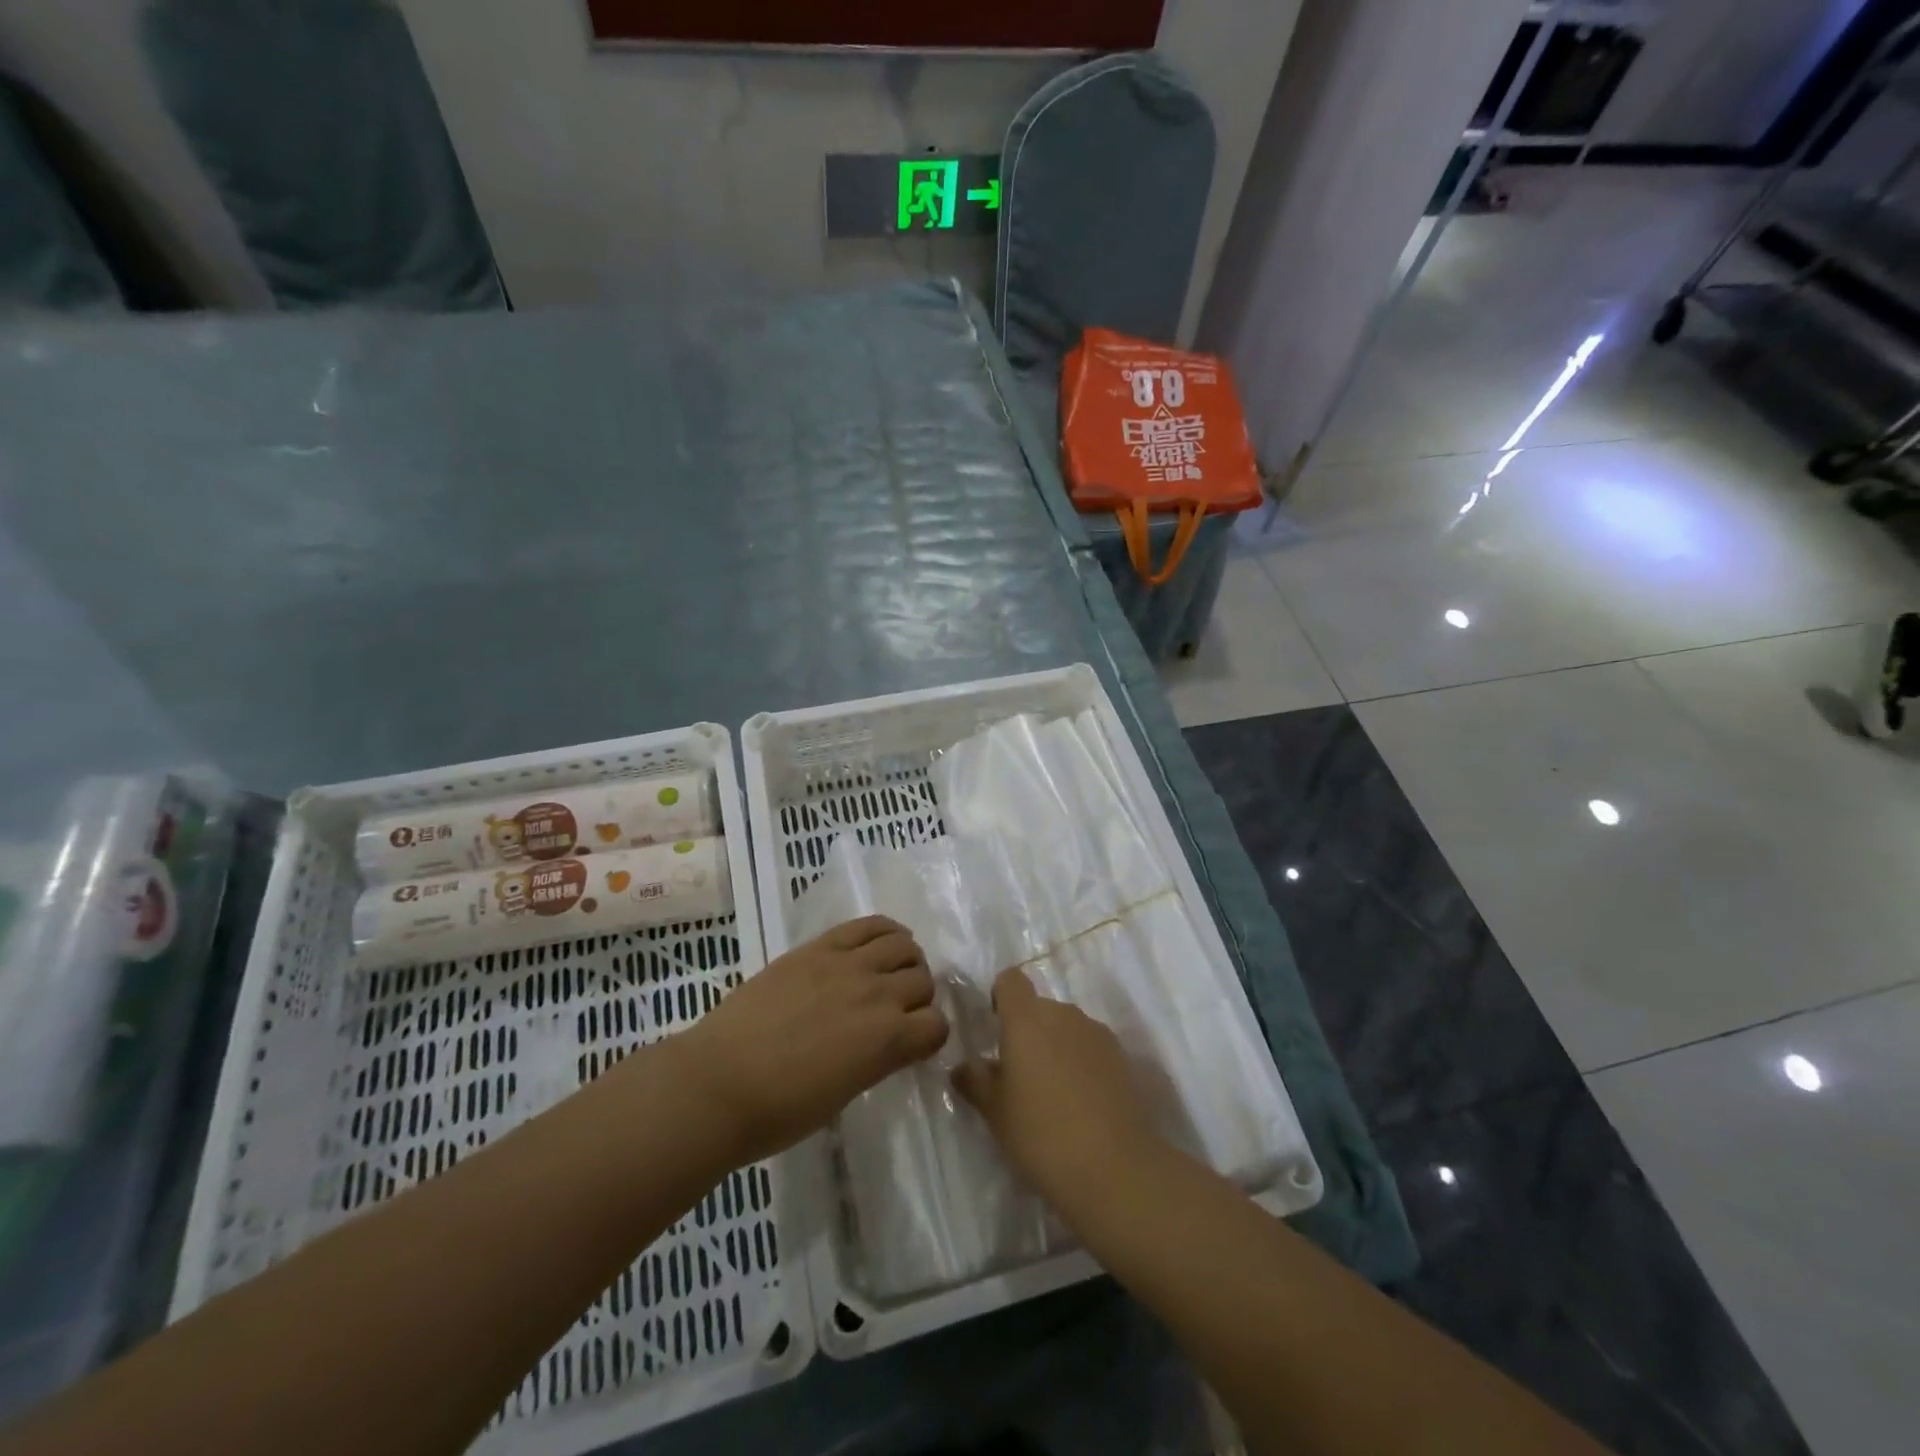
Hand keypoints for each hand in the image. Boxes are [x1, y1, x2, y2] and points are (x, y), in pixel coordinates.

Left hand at [681, 916, 947, 1163]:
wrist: (718, 1082)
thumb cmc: (779, 1111)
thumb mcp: (844, 1094)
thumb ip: (876, 1060)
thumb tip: (885, 1044)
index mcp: (887, 1041)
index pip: (937, 1026)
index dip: (929, 1036)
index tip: (914, 1043)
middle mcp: (877, 995)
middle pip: (923, 980)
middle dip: (918, 997)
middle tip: (898, 1010)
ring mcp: (847, 964)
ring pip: (903, 946)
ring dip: (906, 960)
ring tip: (890, 972)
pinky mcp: (819, 947)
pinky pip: (868, 924)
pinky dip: (885, 930)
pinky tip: (881, 942)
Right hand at [952, 967, 1164, 1219]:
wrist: (1116, 1171)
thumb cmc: (1042, 1136)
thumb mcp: (995, 1113)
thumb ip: (975, 1082)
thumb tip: (962, 1067)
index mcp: (1026, 1020)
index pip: (1010, 980)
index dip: (999, 997)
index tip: (995, 1029)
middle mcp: (1064, 1014)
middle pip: (1039, 1006)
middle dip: (1027, 1031)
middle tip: (1018, 1075)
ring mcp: (1097, 1033)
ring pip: (1066, 1027)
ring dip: (1055, 1046)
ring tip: (1052, 1094)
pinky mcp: (1123, 1058)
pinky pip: (1090, 1047)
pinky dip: (1081, 1063)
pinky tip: (1081, 1104)